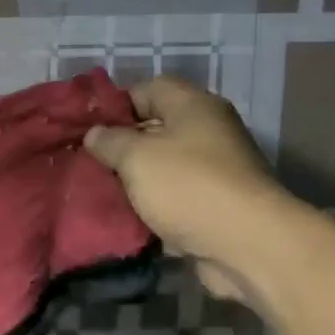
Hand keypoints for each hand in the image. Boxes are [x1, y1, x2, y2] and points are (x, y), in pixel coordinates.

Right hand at [84, 77, 284, 301]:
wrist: (247, 245)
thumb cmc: (188, 186)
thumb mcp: (137, 157)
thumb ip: (110, 141)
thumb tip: (95, 134)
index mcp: (193, 105)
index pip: (147, 89)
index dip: (115, 106)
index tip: (87, 129)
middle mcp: (207, 131)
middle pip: (154, 129)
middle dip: (121, 147)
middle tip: (88, 164)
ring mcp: (214, 170)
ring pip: (163, 167)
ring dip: (135, 181)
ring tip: (100, 192)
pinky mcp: (214, 205)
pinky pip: (175, 198)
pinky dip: (153, 207)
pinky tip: (125, 218)